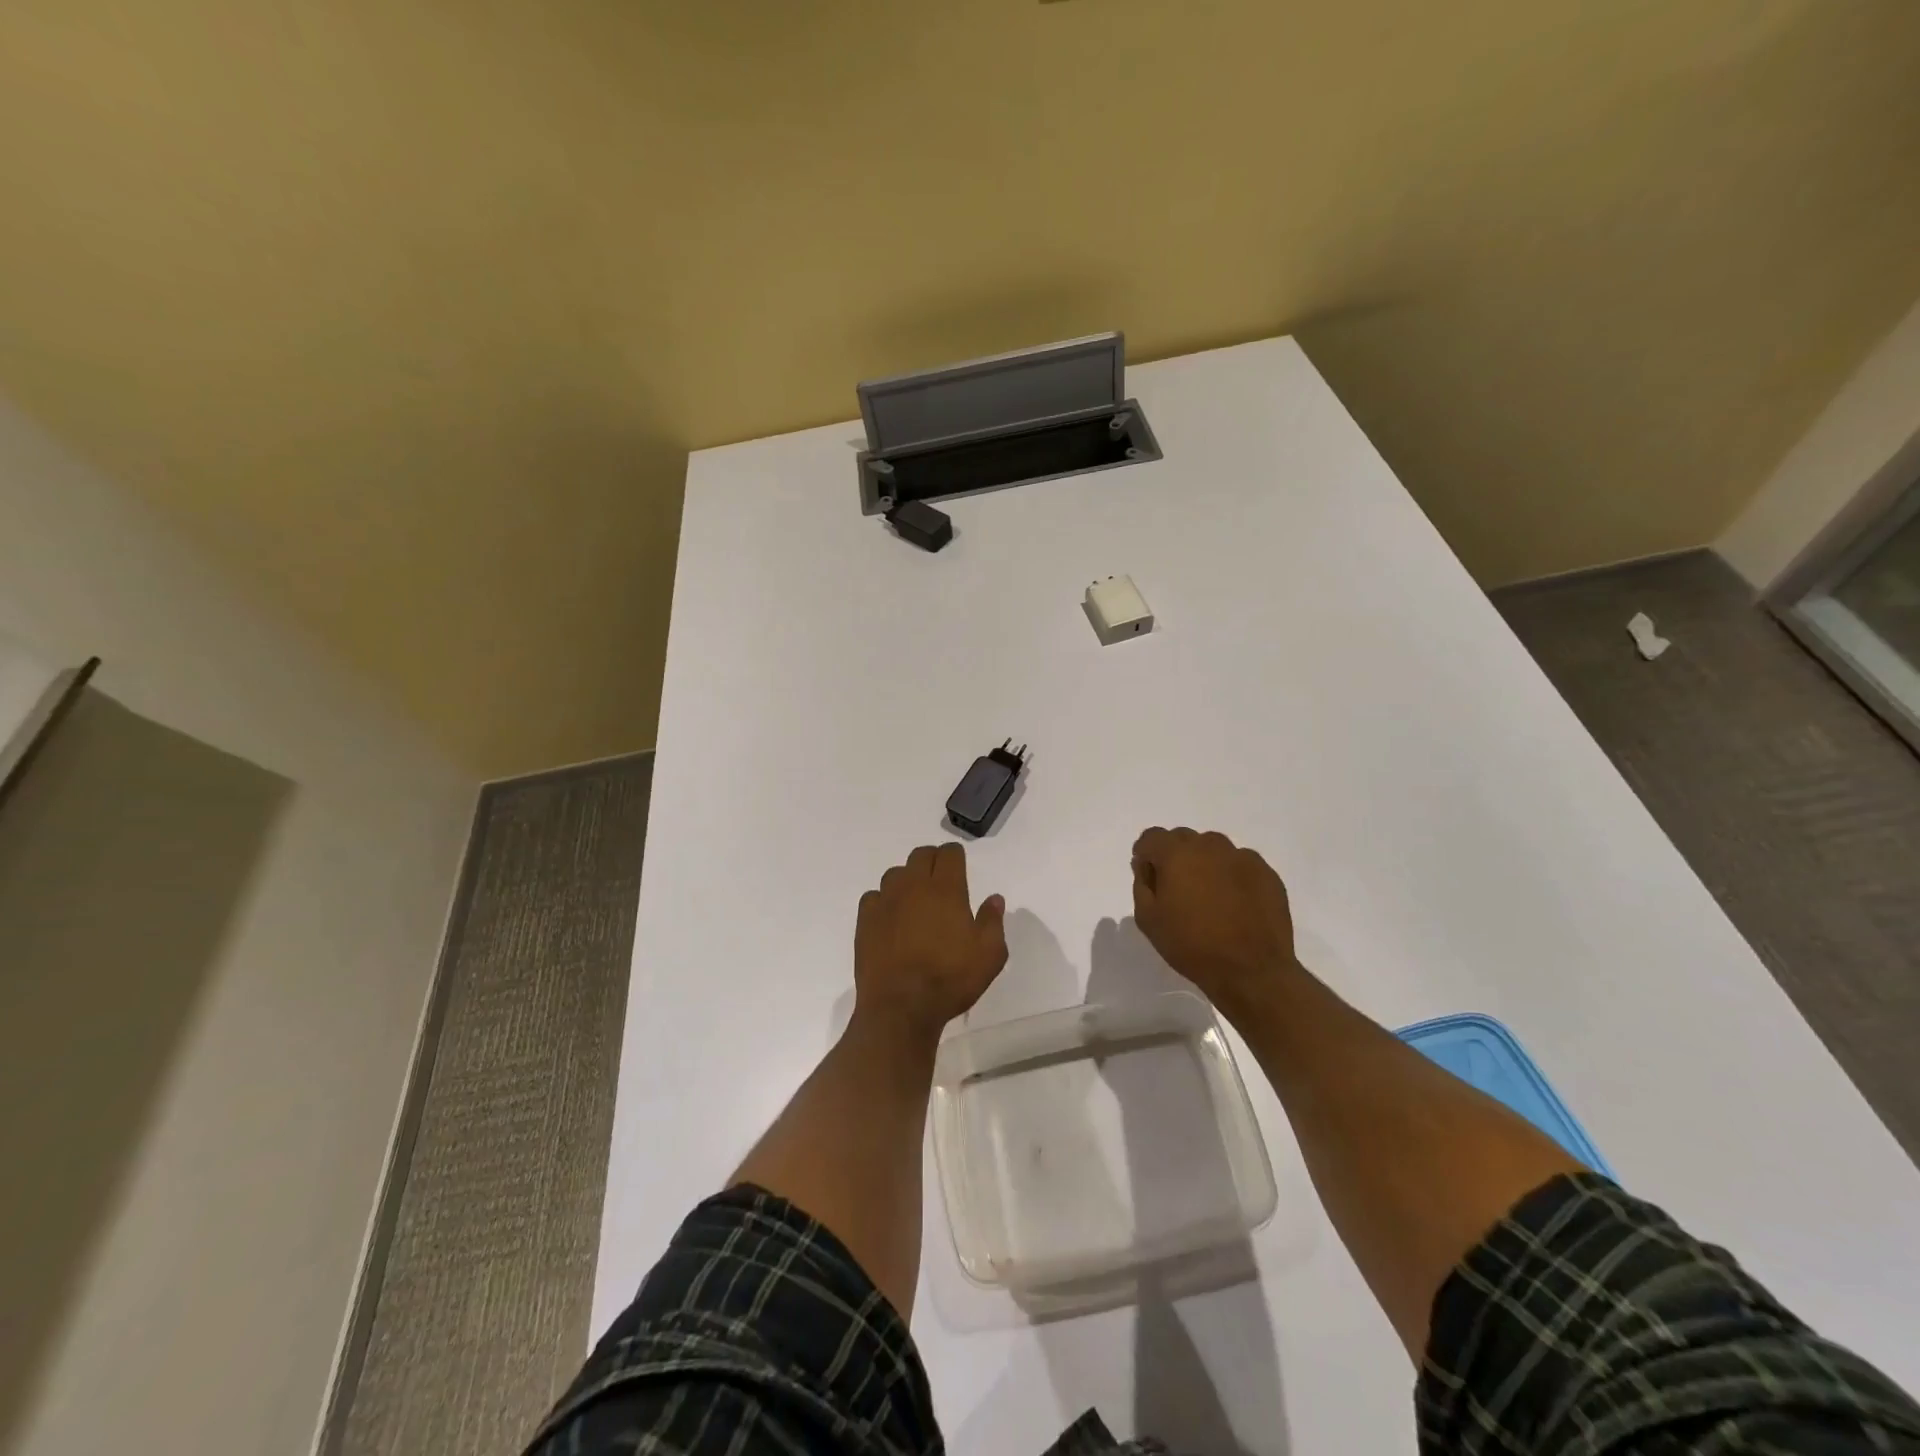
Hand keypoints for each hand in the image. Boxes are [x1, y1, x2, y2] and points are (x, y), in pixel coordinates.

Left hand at [854, 844, 1008, 1042]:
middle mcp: (913, 886)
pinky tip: (891, 918)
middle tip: (940, 880)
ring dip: (907, 879)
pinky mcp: (865, 920)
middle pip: (920, 855)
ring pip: (895, 873)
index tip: (960, 867)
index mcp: (945, 889)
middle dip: (932, 860)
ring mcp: (885, 901)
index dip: (955, 856)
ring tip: (915, 900)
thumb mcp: (989, 955)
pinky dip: (884, 901)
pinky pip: (874, 896)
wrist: (900, 1007)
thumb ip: (993, 922)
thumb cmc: (950, 979)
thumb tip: (994, 899)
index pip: (949, 854)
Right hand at [1132, 827, 1299, 1013]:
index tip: (1148, 874)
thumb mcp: (1148, 919)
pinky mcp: (1266, 873)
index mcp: (1177, 854)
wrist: (1252, 971)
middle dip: (1175, 857)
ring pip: (1213, 848)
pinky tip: (1234, 903)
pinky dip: (1231, 875)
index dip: (1145, 853)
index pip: (1152, 837)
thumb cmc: (1192, 945)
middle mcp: (1210, 846)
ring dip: (1204, 863)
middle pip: (1183, 839)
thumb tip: (1147, 866)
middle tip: (1177, 889)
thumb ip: (1142, 885)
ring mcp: (1242, 857)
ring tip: (1208, 895)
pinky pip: (1240, 864)